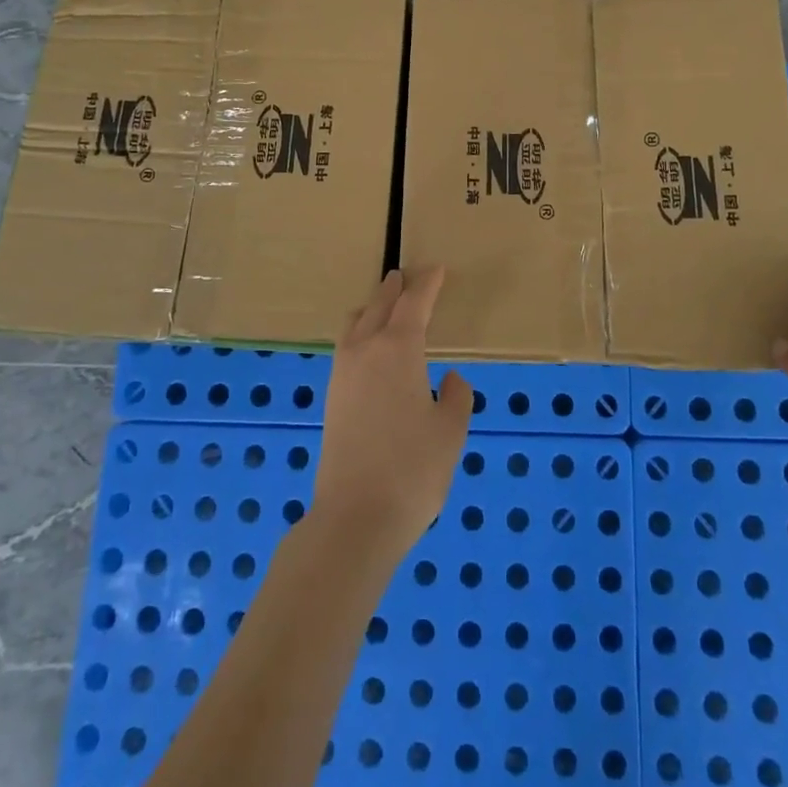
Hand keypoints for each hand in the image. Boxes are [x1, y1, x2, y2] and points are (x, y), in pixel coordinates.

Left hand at [312, 267, 473, 568]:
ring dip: (372, 308)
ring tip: (385, 305)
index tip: (437, 268)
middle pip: (379, 305)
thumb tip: (449, 380)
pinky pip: (346, 347)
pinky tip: (369, 349)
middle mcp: (365, 351)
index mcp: (399, 349)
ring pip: (355, 323)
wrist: (355, 518)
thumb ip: (456, 397)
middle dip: (395, 289)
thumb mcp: (450, 431)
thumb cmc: (413, 469)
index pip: (414, 303)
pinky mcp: (331, 397)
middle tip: (407, 276)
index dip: (428, 284)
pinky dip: (360, 332)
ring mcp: (342, 373)